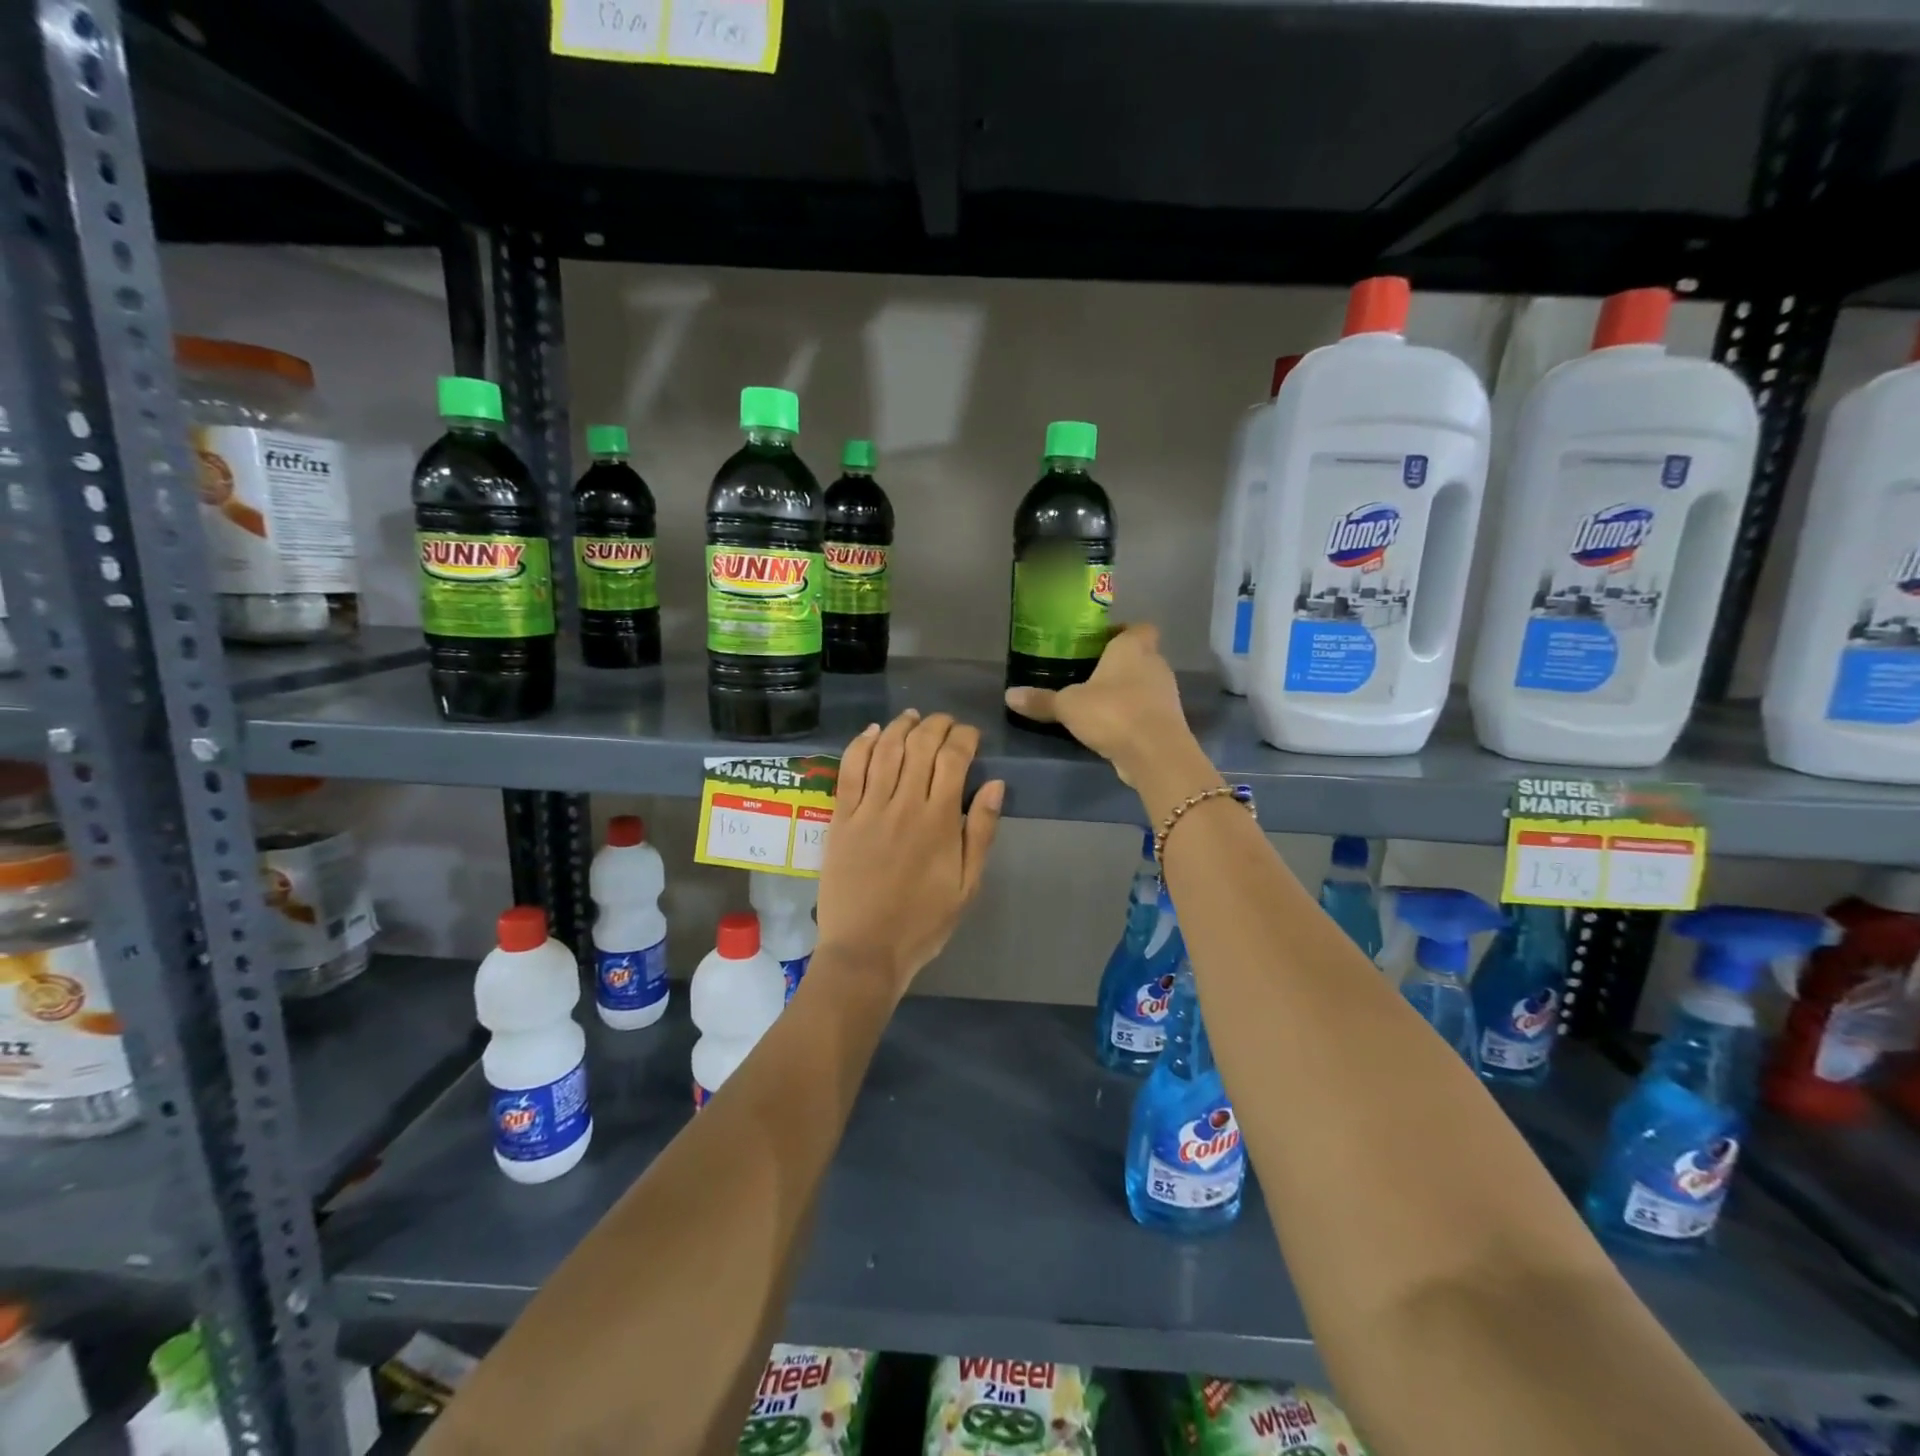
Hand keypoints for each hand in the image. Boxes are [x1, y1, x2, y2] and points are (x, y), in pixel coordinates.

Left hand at [816, 711, 1004, 996]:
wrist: (866, 950)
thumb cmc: (923, 922)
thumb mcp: (967, 886)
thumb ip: (980, 832)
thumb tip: (995, 784)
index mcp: (939, 821)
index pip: (953, 758)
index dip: (964, 737)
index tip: (970, 735)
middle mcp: (904, 805)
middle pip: (920, 746)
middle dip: (936, 725)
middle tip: (944, 722)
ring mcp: (868, 809)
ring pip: (885, 750)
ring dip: (900, 726)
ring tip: (912, 717)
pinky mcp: (841, 818)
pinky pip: (849, 770)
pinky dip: (860, 745)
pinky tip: (871, 732)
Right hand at [1003, 625, 1195, 786]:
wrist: (1155, 753)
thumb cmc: (1112, 712)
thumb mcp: (1068, 706)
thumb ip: (1041, 699)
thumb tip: (1009, 695)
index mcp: (1132, 648)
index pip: (1138, 627)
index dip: (1122, 632)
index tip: (1100, 643)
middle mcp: (1155, 664)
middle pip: (1141, 655)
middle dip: (1120, 664)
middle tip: (1090, 674)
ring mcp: (1166, 693)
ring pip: (1146, 683)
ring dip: (1127, 690)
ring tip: (1097, 702)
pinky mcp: (1169, 721)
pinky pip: (1148, 709)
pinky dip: (1133, 714)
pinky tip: (1111, 726)